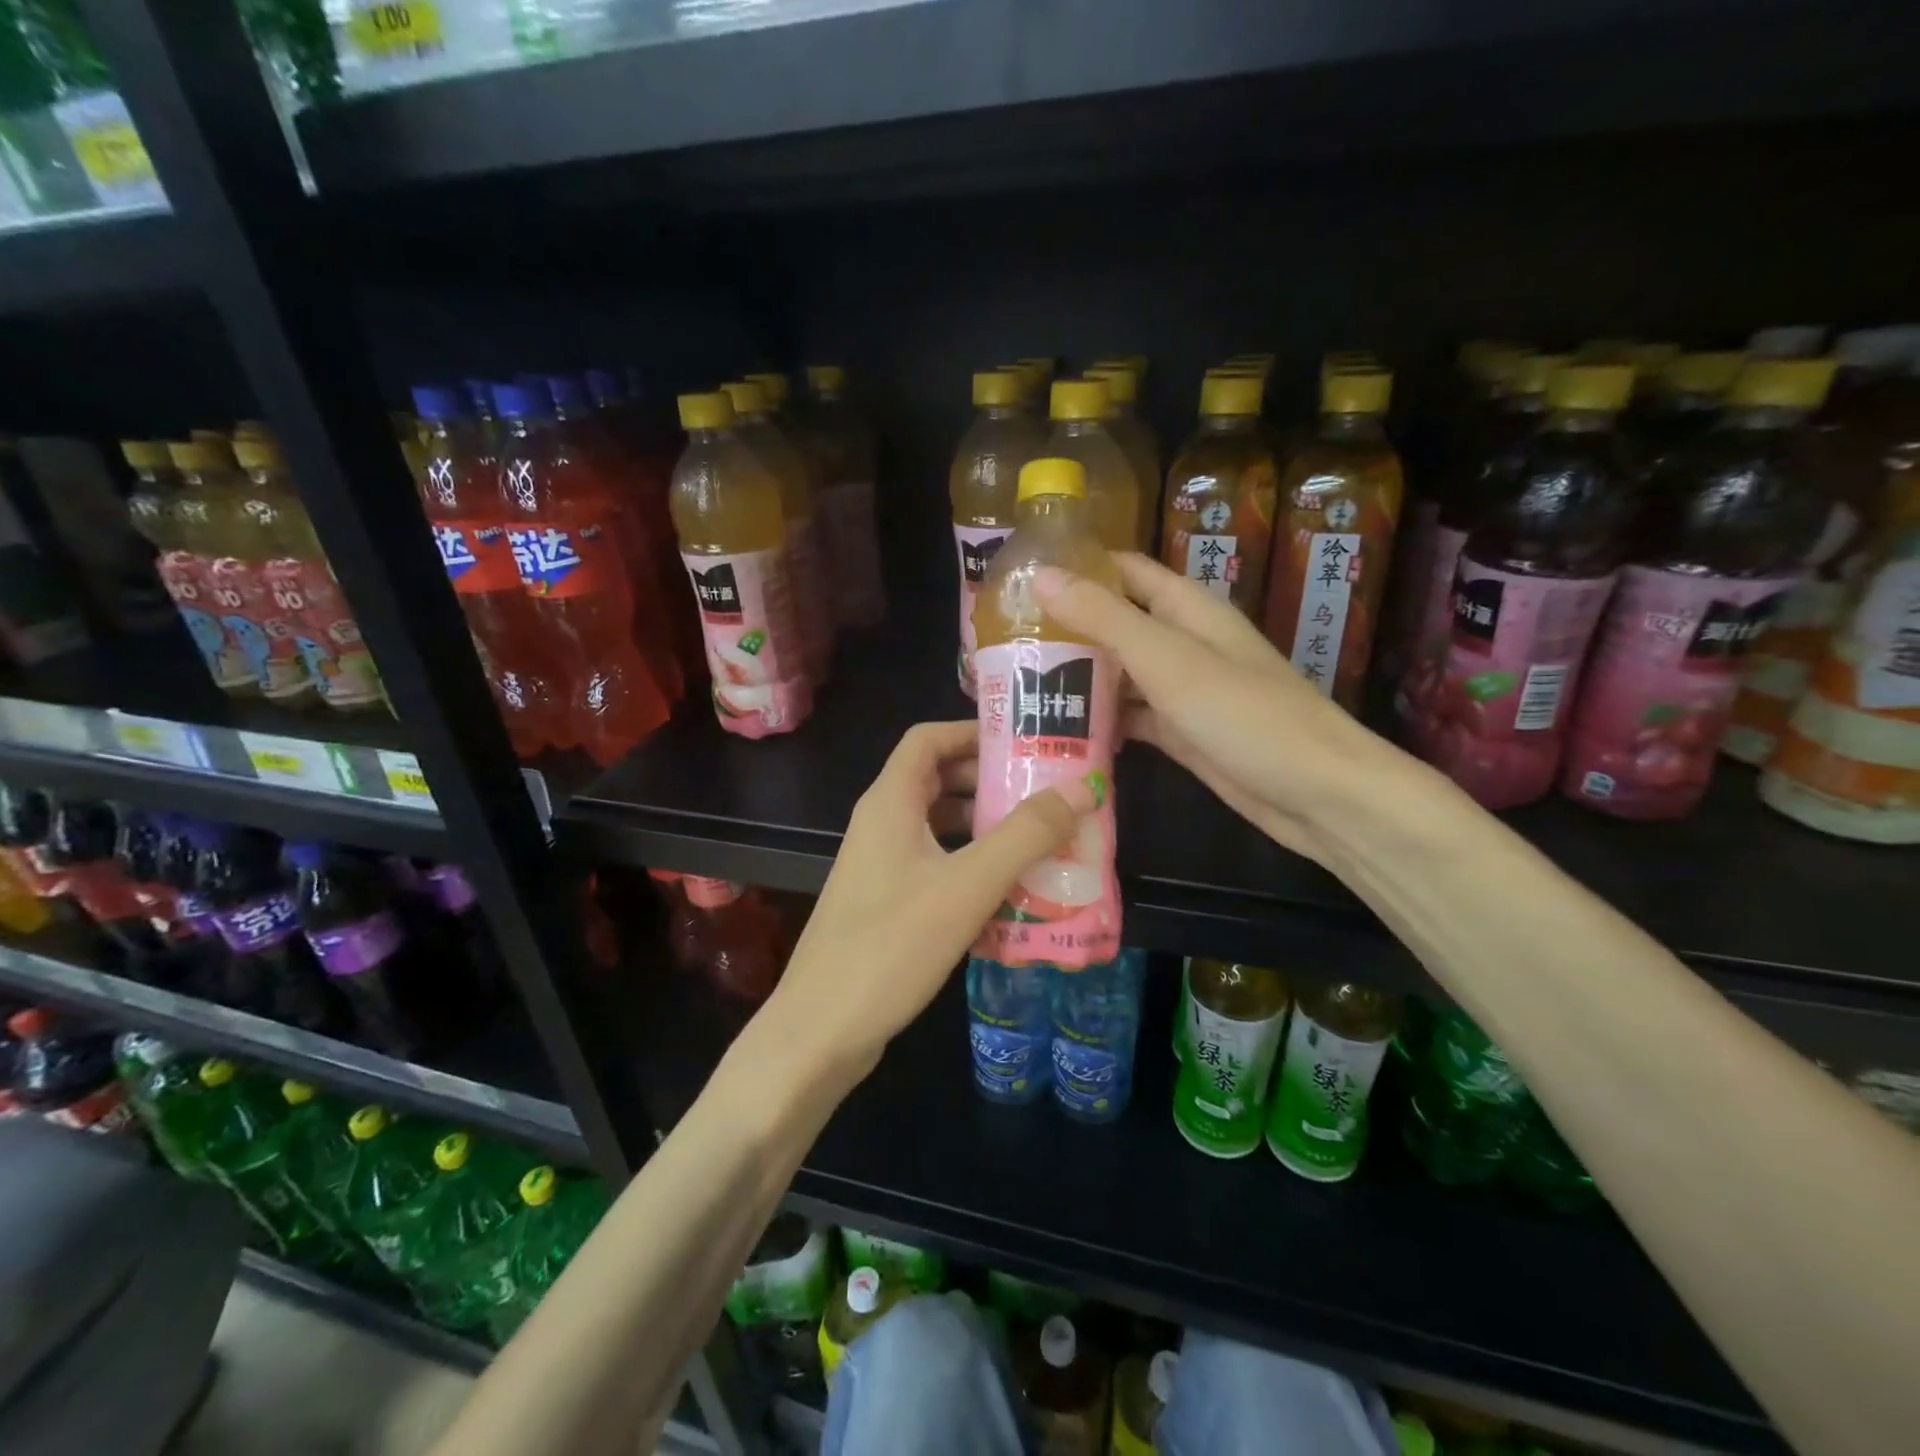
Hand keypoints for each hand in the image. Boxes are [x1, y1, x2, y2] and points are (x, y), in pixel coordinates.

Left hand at [762, 720, 1095, 1086]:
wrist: (821, 1031)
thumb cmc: (891, 946)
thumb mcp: (967, 885)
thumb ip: (1025, 835)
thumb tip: (1080, 788)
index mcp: (890, 803)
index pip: (928, 739)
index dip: (972, 732)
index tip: (1024, 743)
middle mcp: (882, 825)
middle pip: (938, 781)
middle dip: (990, 782)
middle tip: (1046, 794)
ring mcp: (881, 867)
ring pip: (939, 828)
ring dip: (985, 828)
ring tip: (1040, 841)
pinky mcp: (886, 904)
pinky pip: (935, 867)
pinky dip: (971, 867)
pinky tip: (1010, 894)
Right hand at [1035, 552, 1395, 865]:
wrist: (1318, 794)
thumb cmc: (1246, 715)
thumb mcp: (1169, 660)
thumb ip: (1105, 619)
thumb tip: (1040, 576)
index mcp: (1186, 609)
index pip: (1123, 570)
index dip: (1076, 567)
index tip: (1018, 580)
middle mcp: (1182, 643)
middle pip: (1115, 622)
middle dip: (1065, 629)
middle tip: (1002, 643)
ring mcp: (1182, 691)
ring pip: (1119, 674)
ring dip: (1077, 678)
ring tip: (1016, 686)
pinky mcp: (1181, 733)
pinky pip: (1131, 718)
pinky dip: (1100, 722)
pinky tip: (1058, 732)